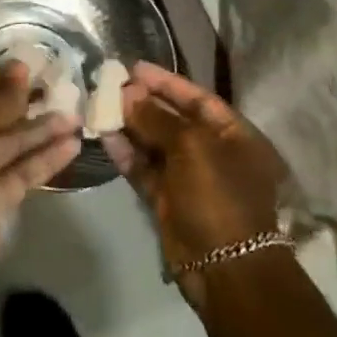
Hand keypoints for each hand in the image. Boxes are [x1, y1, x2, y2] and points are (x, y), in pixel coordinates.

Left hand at [0, 63, 80, 291]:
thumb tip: (22, 68)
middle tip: (65, 89)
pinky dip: (47, 158)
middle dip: (28, 103)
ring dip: (44, 130)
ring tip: (78, 116)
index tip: (35, 67)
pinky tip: (74, 145)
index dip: (1, 78)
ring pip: (14, 143)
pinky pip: (24, 171)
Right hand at [103, 63, 286, 305]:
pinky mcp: (168, 201)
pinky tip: (104, 137)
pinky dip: (127, 154)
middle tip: (110, 86)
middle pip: (175, 120)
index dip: (167, 82)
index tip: (135, 68)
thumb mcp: (191, 147)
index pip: (198, 99)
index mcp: (236, 136)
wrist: (224, 268)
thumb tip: (128, 95)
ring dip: (130, 127)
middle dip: (144, 103)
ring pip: (156, 145)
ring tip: (100, 106)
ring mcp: (190, 179)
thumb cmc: (218, 196)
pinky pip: (145, 170)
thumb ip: (157, 118)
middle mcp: (214, 153)